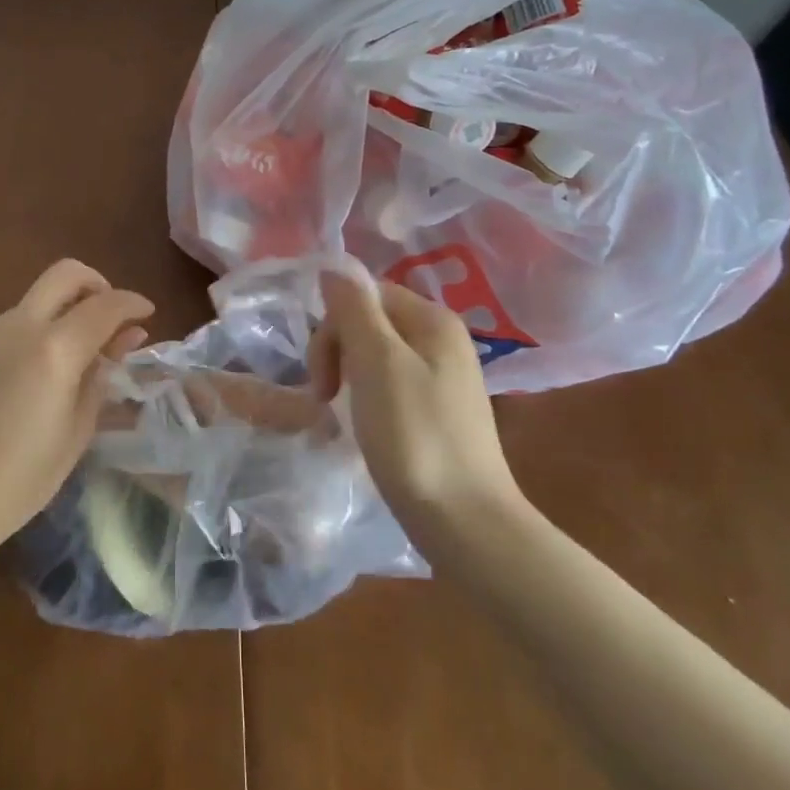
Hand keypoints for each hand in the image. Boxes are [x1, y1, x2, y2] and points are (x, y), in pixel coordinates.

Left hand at [0, 259, 152, 559]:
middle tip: (112, 319)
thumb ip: (102, 376)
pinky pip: (17, 320)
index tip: (148, 315)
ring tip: (82, 353)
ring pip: (39, 296)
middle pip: (66, 274)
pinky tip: (46, 369)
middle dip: (98, 284)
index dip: (133, 303)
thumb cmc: (17, 481)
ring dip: (68, 307)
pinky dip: (42, 326)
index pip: (105, 305)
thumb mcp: (76, 432)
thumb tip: (126, 338)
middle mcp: (20, 326)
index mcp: (54, 349)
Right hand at [309, 270, 525, 532]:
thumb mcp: (377, 363)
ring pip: (376, 354)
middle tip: (325, 396)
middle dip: (337, 350)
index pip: (365, 294)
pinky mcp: (438, 410)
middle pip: (371, 321)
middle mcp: (442, 339)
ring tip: (340, 413)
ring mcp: (443, 376)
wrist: (467, 523)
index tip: (322, 372)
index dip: (334, 325)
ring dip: (348, 375)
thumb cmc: (415, 436)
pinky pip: (390, 383)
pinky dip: (368, 397)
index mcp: (433, 319)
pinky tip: (365, 425)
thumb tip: (333, 266)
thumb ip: (354, 309)